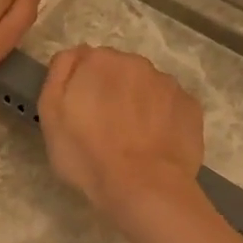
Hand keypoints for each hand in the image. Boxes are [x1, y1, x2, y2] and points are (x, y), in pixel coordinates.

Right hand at [39, 45, 205, 221]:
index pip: (86, 61)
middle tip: (105, 129)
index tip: (80, 113)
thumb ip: (60, 74)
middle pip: (119, 72)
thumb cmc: (87, 154)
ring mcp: (168, 84)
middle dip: (112, 92)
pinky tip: (155, 145)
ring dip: (139, 104)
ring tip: (133, 140)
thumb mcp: (51, 114)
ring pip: (147, 88)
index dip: (81, 87)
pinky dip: (162, 119)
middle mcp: (137, 63)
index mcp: (99, 61)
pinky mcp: (191, 107)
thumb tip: (75, 55)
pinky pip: (170, 107)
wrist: (144, 187)